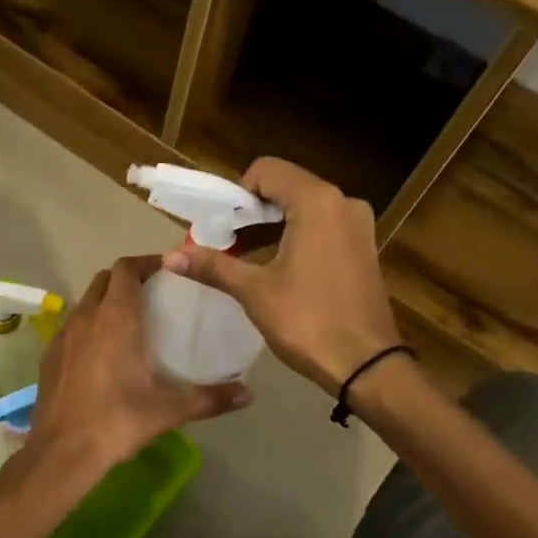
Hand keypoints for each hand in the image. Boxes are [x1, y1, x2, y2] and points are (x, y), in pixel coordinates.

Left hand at [32, 257, 251, 468]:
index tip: (168, 270)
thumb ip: (210, 398)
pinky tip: (103, 352)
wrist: (62, 451)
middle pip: (105, 279)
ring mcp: (63, 334)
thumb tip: (248, 395)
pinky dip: (90, 324)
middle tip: (153, 293)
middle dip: (128, 278)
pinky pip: (73, 325)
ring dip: (107, 300)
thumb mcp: (169, 411)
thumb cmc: (118, 421)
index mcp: (116, 318)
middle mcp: (87, 316)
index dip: (147, 263)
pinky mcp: (49, 354)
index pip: (127, 268)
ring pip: (87, 301)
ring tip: (131, 320)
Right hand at [164, 158, 403, 394]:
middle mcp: (343, 203)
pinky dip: (293, 235)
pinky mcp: (362, 247)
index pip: (267, 171)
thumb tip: (170, 257)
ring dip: (270, 224)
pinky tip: (273, 265)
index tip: (219, 226)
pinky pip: (321, 225)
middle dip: (250, 211)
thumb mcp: (255, 291)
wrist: (367, 367)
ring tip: (242, 256)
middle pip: (285, 186)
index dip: (236, 194)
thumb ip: (213, 266)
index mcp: (317, 202)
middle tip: (223, 242)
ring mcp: (357, 225)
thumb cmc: (308, 322)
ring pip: (303, 207)